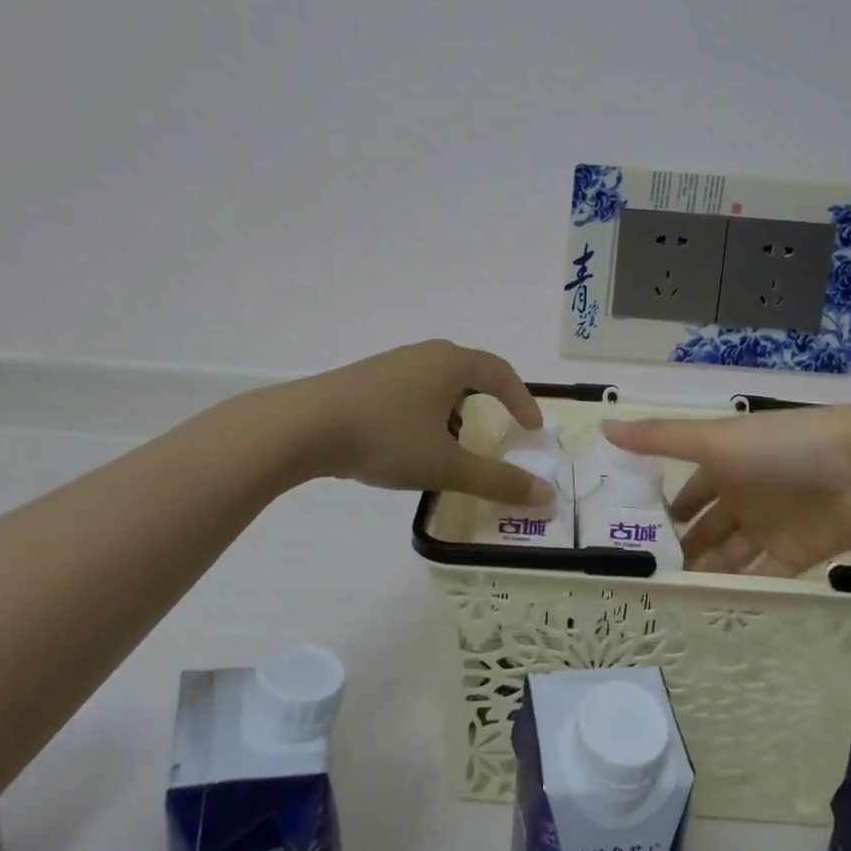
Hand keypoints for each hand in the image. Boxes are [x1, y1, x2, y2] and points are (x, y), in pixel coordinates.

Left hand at [291, 340, 552, 505]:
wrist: (303, 426)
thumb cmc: (386, 437)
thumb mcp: (446, 464)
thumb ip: (497, 481)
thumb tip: (547, 496)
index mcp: (451, 363)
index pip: (500, 372)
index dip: (521, 400)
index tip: (532, 429)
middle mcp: (424, 354)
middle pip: (469, 372)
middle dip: (488, 402)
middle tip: (498, 431)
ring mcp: (391, 364)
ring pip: (437, 382)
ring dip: (454, 409)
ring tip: (453, 444)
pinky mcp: (365, 379)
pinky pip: (411, 390)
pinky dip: (426, 412)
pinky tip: (410, 443)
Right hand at [603, 406, 850, 574]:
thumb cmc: (780, 446)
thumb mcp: (714, 440)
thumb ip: (660, 439)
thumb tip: (603, 425)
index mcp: (725, 464)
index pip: (689, 491)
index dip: (667, 509)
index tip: (635, 533)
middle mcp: (745, 494)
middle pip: (708, 526)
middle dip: (684, 547)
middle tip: (649, 576)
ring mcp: (772, 525)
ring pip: (731, 553)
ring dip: (707, 571)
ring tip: (673, 595)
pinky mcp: (800, 554)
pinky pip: (764, 574)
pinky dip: (741, 587)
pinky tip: (714, 607)